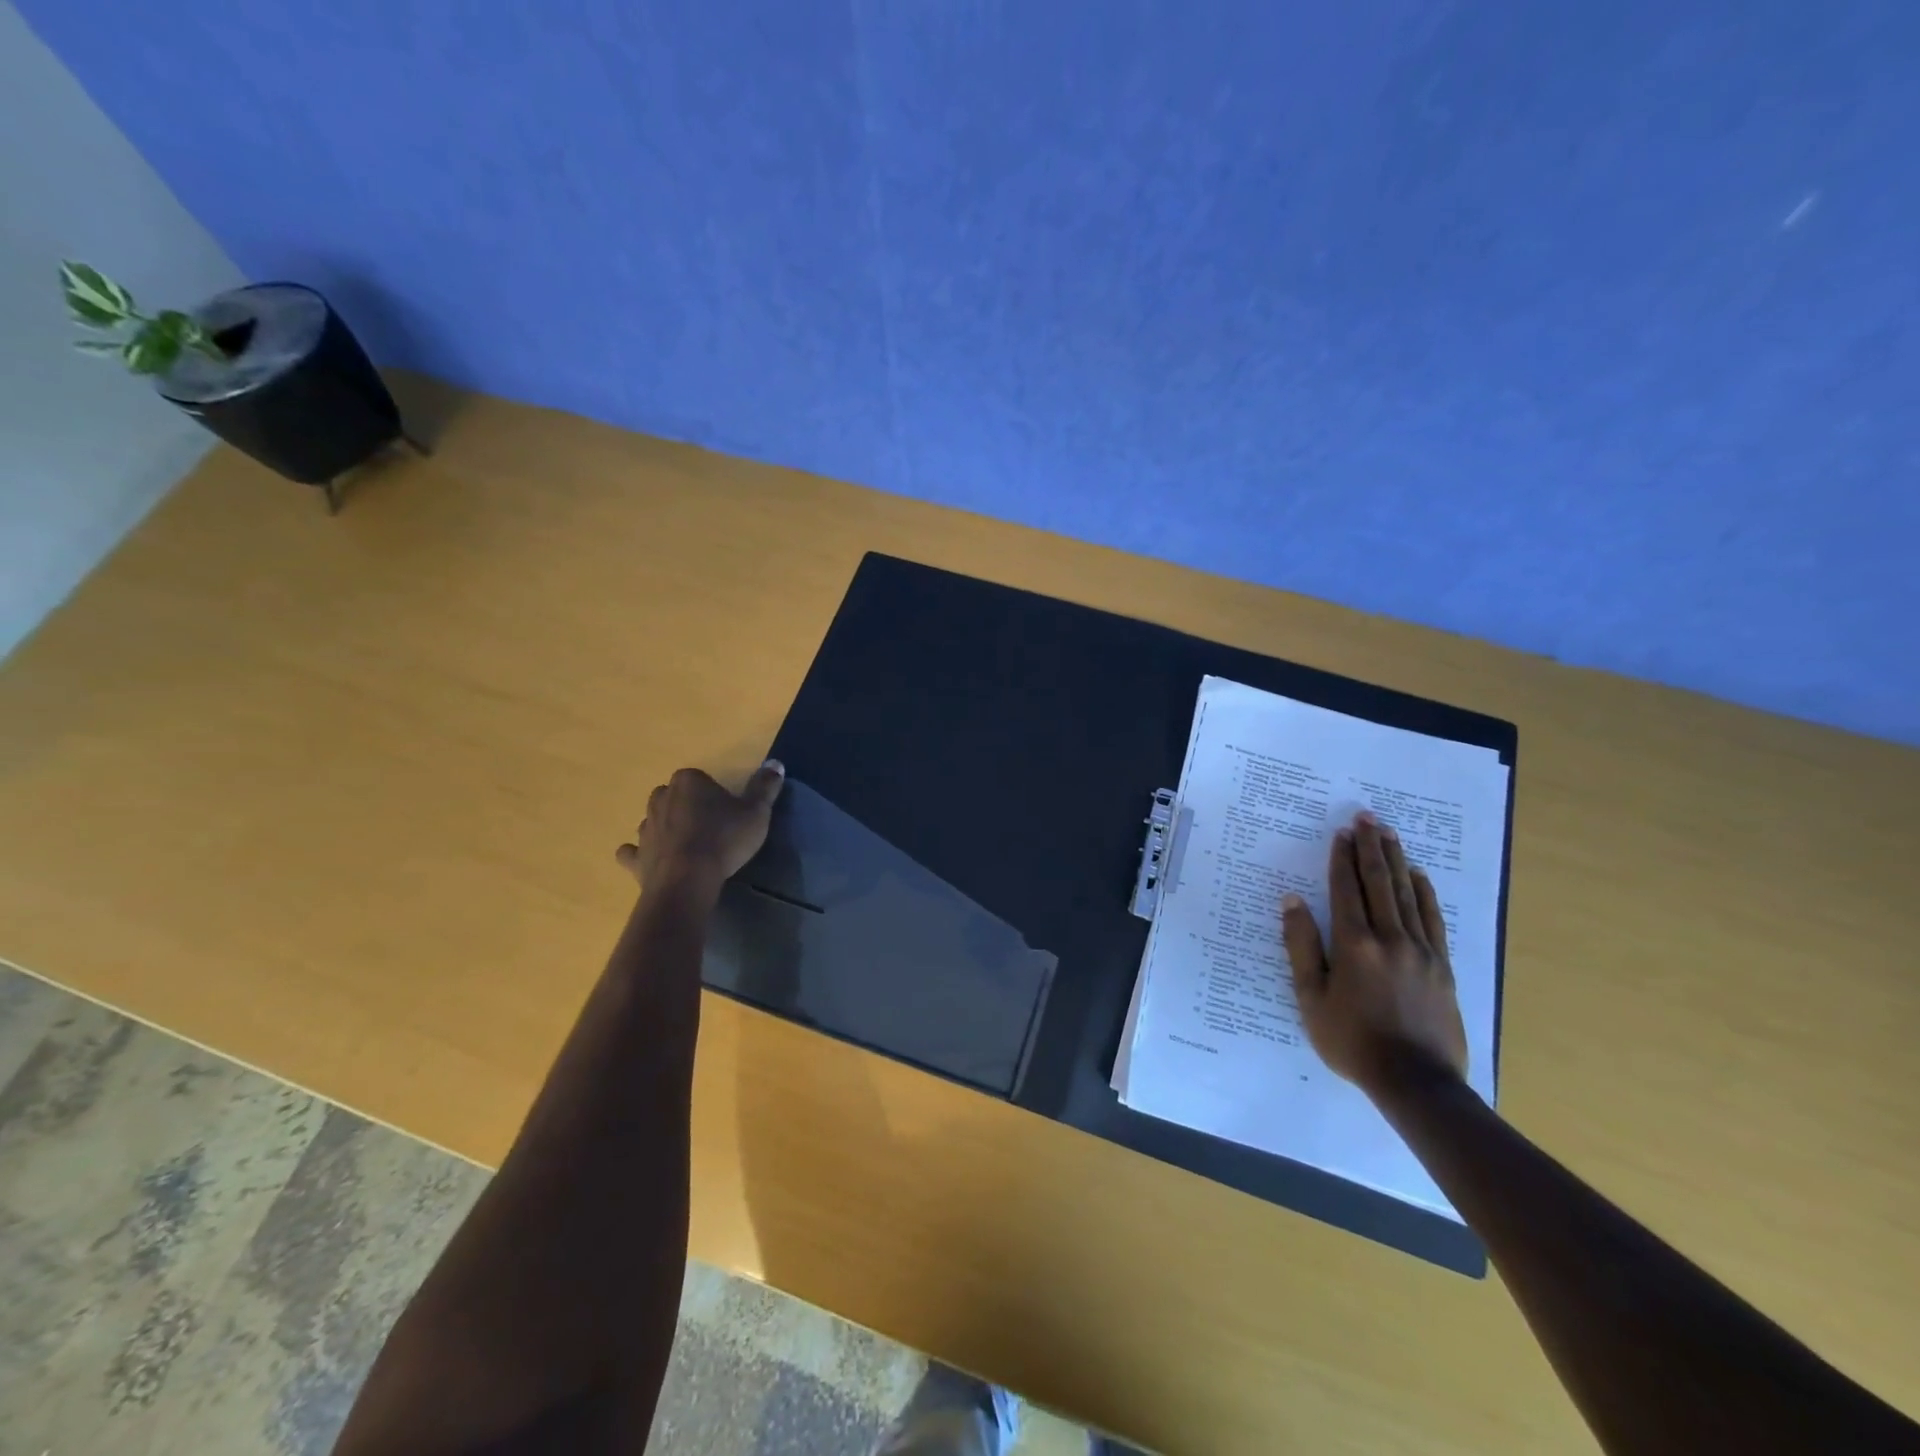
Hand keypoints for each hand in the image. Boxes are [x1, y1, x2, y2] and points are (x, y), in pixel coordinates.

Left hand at [615, 761, 784, 893]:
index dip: (713, 794)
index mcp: (688, 782)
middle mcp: (661, 798)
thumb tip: (775, 763)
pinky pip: (633, 851)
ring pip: (654, 820)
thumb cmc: (724, 839)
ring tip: (687, 844)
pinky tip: (652, 860)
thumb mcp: (756, 812)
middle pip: (673, 795)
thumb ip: (765, 786)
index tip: (727, 811)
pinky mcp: (636, 857)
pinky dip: (639, 854)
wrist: (688, 880)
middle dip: (686, 806)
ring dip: (666, 827)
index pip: (699, 778)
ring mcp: (645, 828)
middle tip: (709, 825)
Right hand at [1280, 811, 1467, 1098]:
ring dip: (1396, 860)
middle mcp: (1389, 938)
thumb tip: (1292, 901)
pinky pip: (1433, 919)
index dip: (1341, 859)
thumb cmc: (1351, 1040)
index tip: (1340, 833)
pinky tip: (1419, 875)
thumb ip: (1301, 946)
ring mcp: (1421, 950)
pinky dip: (1425, 893)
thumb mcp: (1310, 997)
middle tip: (1366, 817)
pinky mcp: (1443, 965)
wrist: (1416, 1082)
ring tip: (1389, 833)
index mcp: (1353, 944)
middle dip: (1371, 847)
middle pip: (1379, 882)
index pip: (1346, 890)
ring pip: (1407, 894)